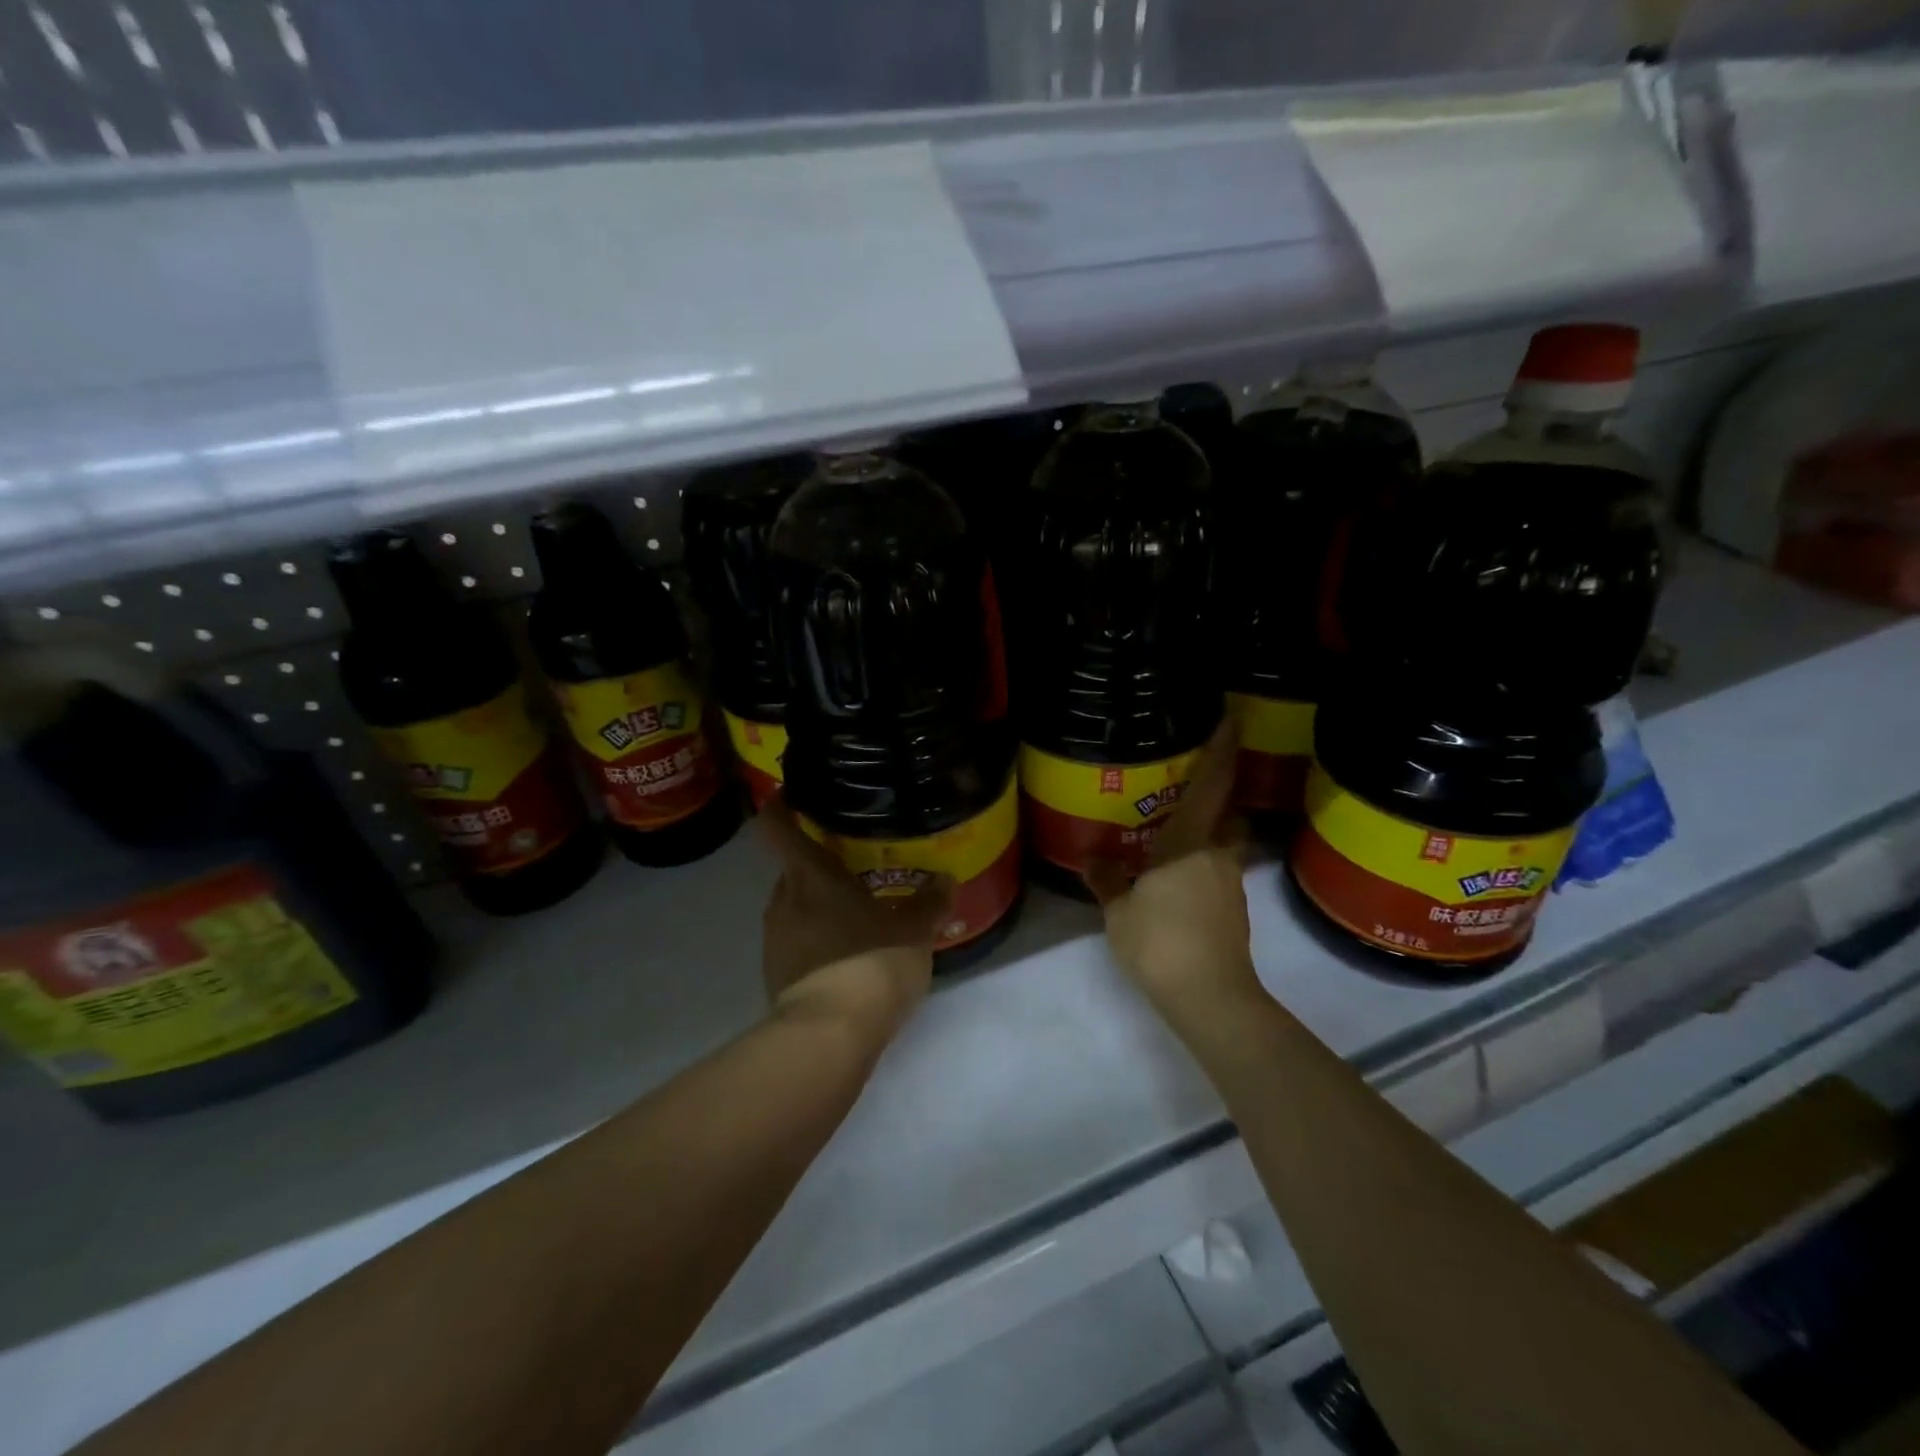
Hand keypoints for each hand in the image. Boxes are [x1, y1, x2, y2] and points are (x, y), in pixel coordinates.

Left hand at [759, 795, 954, 1037]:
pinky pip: (797, 944)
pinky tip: (850, 958)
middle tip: (857, 867)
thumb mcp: (914, 930)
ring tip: (859, 916)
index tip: (797, 796)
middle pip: (793, 869)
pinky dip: (818, 942)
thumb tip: (945, 878)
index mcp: (809, 876)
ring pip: (796, 908)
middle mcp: (783, 900)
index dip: (781, 806)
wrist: (829, 1036)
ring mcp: (774, 940)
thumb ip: (930, 901)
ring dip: (821, 908)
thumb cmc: (871, 962)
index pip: (777, 826)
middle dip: (820, 867)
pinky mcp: (775, 976)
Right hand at [1085, 719, 1259, 1018]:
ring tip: (1175, 833)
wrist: (1209, 996)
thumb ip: (1107, 880)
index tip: (1230, 719)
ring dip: (1209, 832)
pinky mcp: (1233, 909)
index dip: (1222, 749)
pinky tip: (1176, 876)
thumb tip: (1093, 858)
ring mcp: (1230, 883)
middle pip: (1227, 813)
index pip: (1213, 785)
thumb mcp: (1119, 911)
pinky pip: (1218, 869)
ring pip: (1224, 842)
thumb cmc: (1160, 943)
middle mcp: (1218, 854)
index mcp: (1190, 843)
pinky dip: (1204, 862)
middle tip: (1187, 787)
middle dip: (1216, 796)